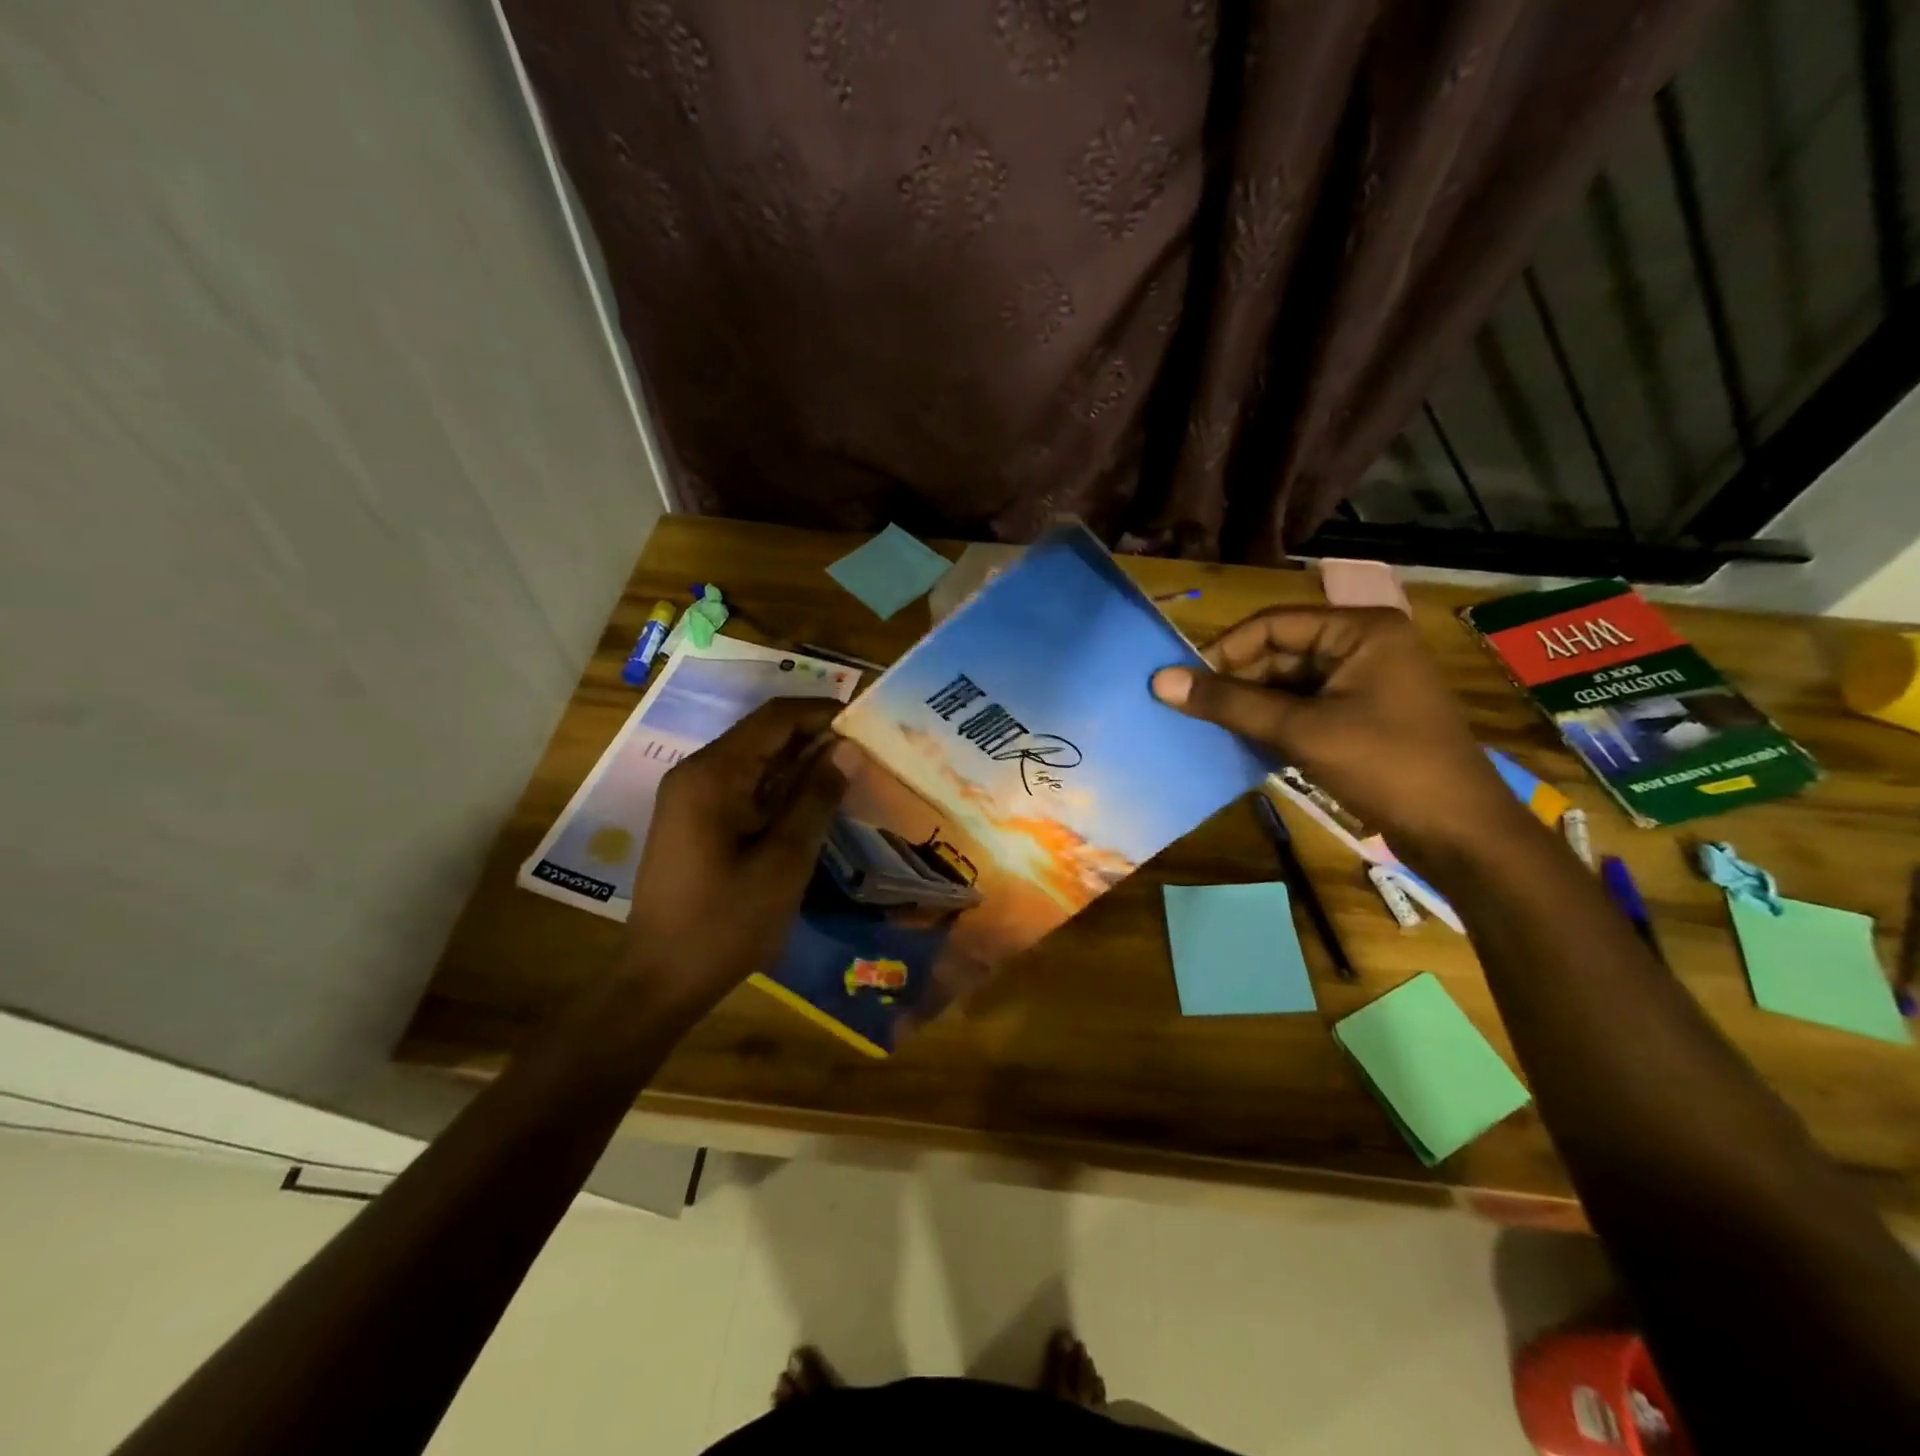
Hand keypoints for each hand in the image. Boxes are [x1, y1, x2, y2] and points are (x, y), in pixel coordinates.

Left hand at [623, 698, 863, 1009]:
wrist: (661, 979)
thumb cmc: (725, 923)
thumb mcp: (784, 861)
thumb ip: (817, 798)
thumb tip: (848, 748)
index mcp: (712, 774)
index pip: (775, 717)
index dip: (823, 711)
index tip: (868, 721)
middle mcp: (697, 772)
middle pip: (764, 734)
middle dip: (816, 737)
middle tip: (869, 751)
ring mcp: (692, 796)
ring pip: (756, 760)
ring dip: (801, 763)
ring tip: (852, 773)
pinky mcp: (696, 819)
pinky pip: (745, 786)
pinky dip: (781, 787)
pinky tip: (815, 802)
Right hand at [1151, 607, 1533, 862]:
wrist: (1460, 833)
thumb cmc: (1386, 766)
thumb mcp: (1302, 731)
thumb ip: (1231, 704)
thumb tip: (1161, 681)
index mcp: (1360, 630)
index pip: (1272, 624)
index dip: (1224, 651)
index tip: (1183, 682)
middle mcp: (1363, 645)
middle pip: (1279, 652)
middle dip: (1236, 681)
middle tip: (1191, 711)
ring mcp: (1364, 681)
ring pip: (1288, 682)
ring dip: (1250, 704)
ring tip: (1209, 728)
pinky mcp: (1362, 715)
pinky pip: (1303, 706)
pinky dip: (1272, 722)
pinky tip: (1243, 742)